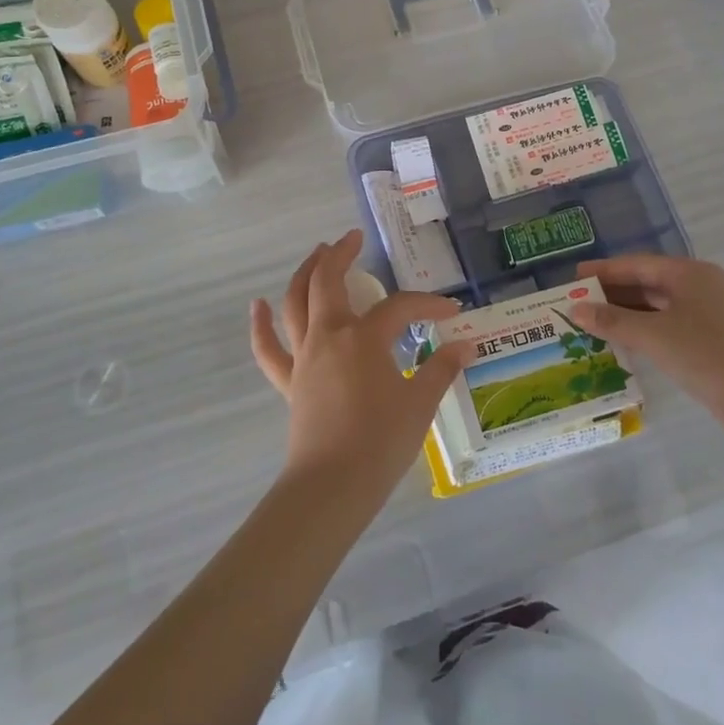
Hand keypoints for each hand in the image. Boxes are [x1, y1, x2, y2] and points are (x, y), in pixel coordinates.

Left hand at [249, 230, 469, 510]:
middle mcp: (329, 336)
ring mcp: (304, 357)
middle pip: (328, 282)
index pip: (399, 308)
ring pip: (295, 303)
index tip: (450, 310)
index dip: (426, 304)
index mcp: (364, 337)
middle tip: (353, 239)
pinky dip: (260, 326)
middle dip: (340, 254)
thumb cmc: (381, 441)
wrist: (333, 486)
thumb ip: (441, 369)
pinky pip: (268, 349)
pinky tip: (256, 306)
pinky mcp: (289, 382)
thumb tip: (466, 345)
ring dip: (304, 273)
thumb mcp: (420, 403)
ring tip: (316, 254)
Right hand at [569, 253, 723, 447]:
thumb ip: (612, 320)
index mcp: (690, 273)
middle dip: (613, 293)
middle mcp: (703, 285)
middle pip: (649, 282)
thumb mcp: (653, 336)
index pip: (636, 264)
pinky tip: (627, 341)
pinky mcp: (718, 337)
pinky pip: (673, 323)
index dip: (603, 271)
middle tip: (579, 302)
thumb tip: (575, 309)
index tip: (573, 277)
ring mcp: (714, 311)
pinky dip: (647, 328)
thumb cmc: (706, 356)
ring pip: (661, 305)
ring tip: (595, 322)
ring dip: (628, 313)